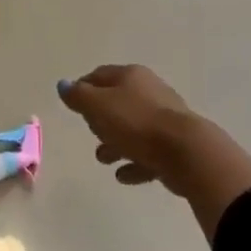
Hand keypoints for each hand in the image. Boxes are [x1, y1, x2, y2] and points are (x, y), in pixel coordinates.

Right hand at [58, 65, 250, 239]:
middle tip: (89, 130)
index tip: (72, 104)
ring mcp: (165, 119)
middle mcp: (150, 92)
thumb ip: (78, 96)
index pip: (100, 75)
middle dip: (101, 118)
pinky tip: (123, 175)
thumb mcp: (97, 106)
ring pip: (133, 128)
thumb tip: (64, 85)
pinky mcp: (175, 145)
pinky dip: (134, 161)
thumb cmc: (135, 123)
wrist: (186, 152)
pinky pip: (148, 152)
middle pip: (118, 101)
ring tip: (103, 159)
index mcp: (131, 76)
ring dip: (116, 143)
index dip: (83, 87)